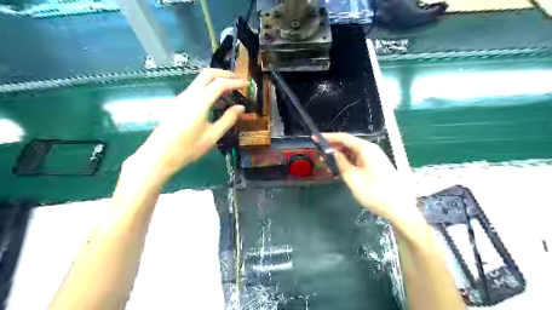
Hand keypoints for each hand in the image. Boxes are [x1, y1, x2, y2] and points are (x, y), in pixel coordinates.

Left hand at [128, 68, 248, 178]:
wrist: (159, 156)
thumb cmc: (187, 149)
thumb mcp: (212, 136)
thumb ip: (227, 119)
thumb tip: (241, 108)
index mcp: (199, 103)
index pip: (220, 84)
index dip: (235, 82)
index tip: (246, 84)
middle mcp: (189, 95)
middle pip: (207, 74)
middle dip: (224, 74)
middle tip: (238, 80)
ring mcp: (181, 98)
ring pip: (200, 80)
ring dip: (216, 81)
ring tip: (230, 91)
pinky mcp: (177, 103)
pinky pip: (195, 89)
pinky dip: (208, 89)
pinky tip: (215, 102)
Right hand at [325, 133, 418, 222]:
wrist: (398, 207)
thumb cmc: (374, 192)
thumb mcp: (352, 177)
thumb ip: (341, 162)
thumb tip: (333, 152)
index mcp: (366, 149)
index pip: (343, 137)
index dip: (328, 137)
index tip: (315, 138)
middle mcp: (370, 150)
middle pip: (348, 144)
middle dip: (333, 147)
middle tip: (319, 153)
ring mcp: (374, 158)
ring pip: (352, 152)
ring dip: (339, 155)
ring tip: (326, 161)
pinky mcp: (375, 166)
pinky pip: (358, 159)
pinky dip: (347, 161)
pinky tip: (339, 167)